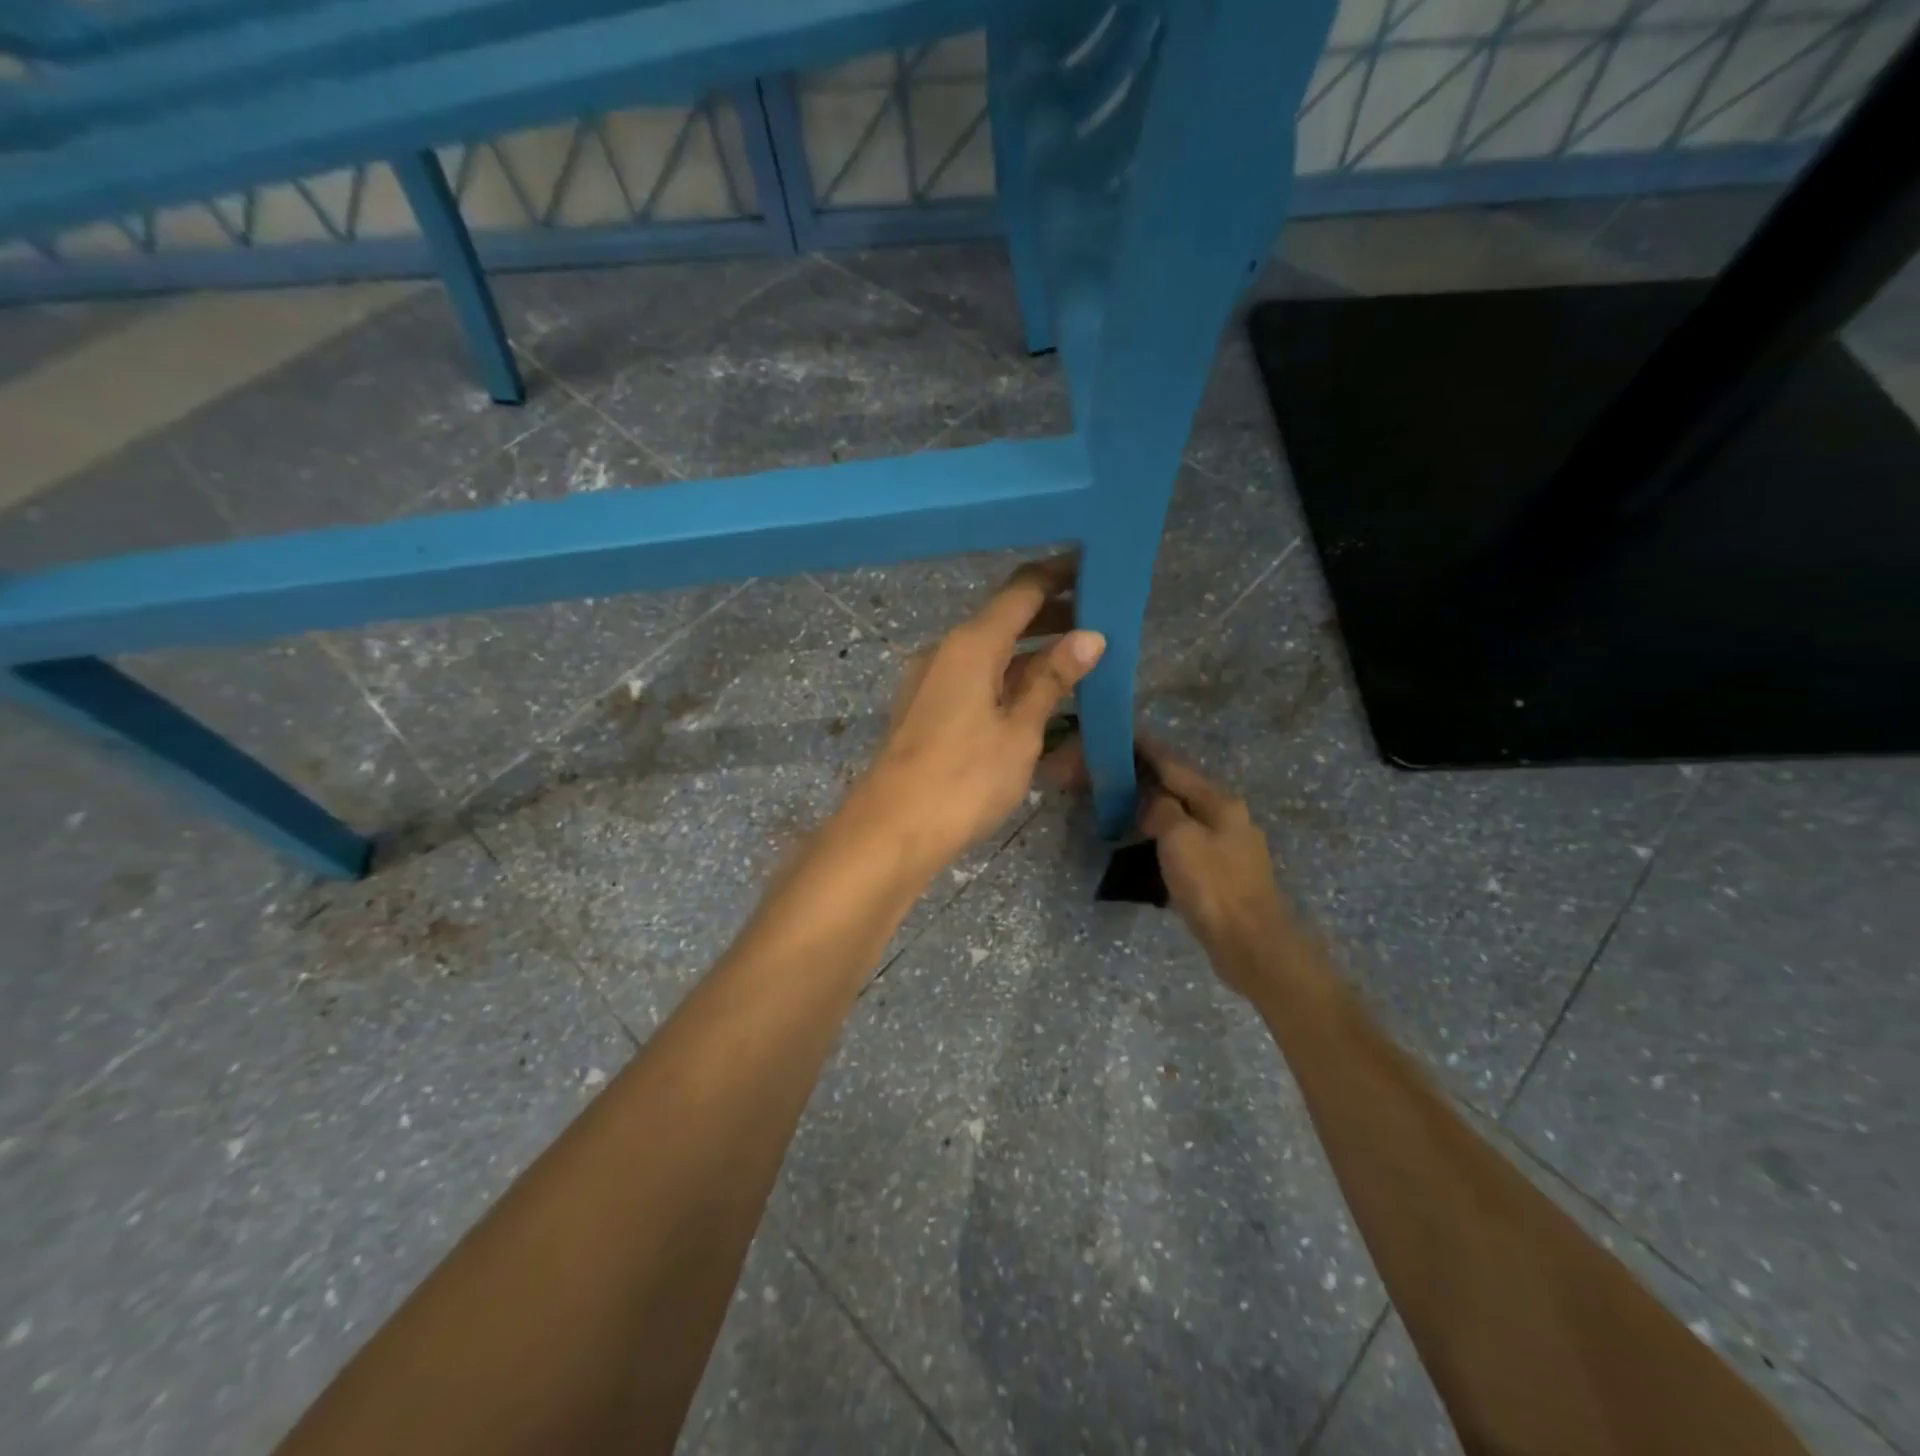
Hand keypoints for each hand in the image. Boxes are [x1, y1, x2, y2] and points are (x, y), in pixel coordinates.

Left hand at [852, 557, 1104, 876]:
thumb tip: (1090, 637)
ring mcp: (930, 680)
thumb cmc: (963, 780)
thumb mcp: (1019, 732)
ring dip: (1030, 652)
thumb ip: (1051, 680)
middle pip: (1004, 619)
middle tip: (1099, 622)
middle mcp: (946, 651)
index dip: (1060, 576)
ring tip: (1077, 662)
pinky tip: (1034, 699)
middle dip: (1051, 616)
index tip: (1097, 569)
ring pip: (989, 652)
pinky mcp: (924, 709)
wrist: (890, 831)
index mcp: (971, 645)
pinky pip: (974, 679)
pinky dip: (1007, 679)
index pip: (1022, 591)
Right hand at [1136, 743, 1292, 996]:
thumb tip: (1151, 799)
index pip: (1175, 765)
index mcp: (1219, 801)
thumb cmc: (1213, 885)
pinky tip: (1149, 843)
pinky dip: (1165, 835)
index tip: (1124, 735)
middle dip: (1150, 779)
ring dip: (1156, 809)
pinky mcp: (1224, 872)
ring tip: (1126, 807)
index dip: (1148, 749)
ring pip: (1184, 816)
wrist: (1251, 943)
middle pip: (1182, 788)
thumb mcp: (1178, 838)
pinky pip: (1187, 841)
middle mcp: (1228, 816)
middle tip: (1116, 775)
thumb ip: (1161, 809)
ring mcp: (1229, 845)